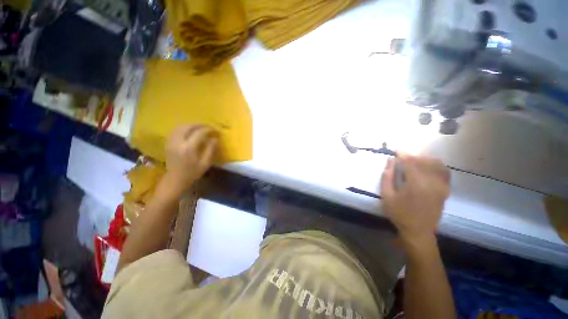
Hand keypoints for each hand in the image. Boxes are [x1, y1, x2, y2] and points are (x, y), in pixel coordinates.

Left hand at [163, 124, 217, 196]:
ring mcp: (171, 142)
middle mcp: (178, 142)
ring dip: (191, 125)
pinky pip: (175, 131)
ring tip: (200, 128)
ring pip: (180, 127)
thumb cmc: (193, 173)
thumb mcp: (205, 163)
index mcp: (189, 148)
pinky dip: (183, 128)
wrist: (175, 179)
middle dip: (199, 125)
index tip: (215, 130)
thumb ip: (211, 149)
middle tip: (208, 127)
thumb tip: (215, 138)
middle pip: (188, 127)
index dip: (209, 130)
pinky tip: (189, 131)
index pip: (199, 133)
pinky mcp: (168, 143)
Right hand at [381, 153, 449, 247]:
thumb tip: (390, 161)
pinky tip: (427, 167)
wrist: (418, 231)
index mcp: (416, 184)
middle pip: (424, 160)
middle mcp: (432, 182)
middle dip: (412, 156)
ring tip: (414, 162)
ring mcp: (442, 186)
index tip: (396, 151)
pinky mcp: (445, 190)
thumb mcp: (387, 195)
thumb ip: (388, 176)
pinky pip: (444, 172)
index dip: (403, 154)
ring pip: (436, 164)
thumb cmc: (399, 213)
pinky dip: (436, 166)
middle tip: (402, 158)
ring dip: (424, 159)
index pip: (411, 162)